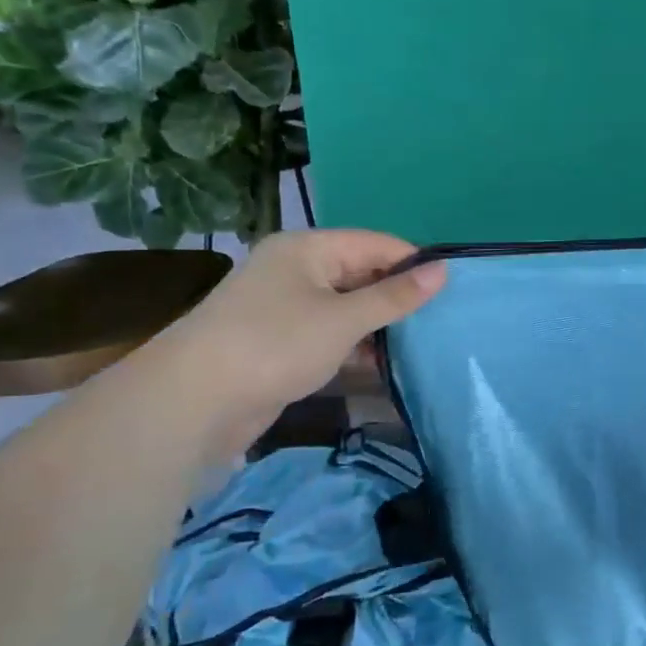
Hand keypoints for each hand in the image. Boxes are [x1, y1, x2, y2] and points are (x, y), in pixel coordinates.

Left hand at [150, 230, 446, 457]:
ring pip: (346, 306)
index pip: (375, 244)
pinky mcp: (280, 341)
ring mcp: (285, 306)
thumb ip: (395, 296)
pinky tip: (383, 363)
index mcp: (307, 249)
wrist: (193, 402)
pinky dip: (355, 345)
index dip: (413, 263)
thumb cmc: (275, 345)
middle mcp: (296, 270)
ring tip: (421, 343)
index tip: (452, 289)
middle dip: (397, 296)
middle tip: (441, 319)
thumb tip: (443, 270)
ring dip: (378, 325)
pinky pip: (329, 333)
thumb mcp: (344, 319)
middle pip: (361, 273)